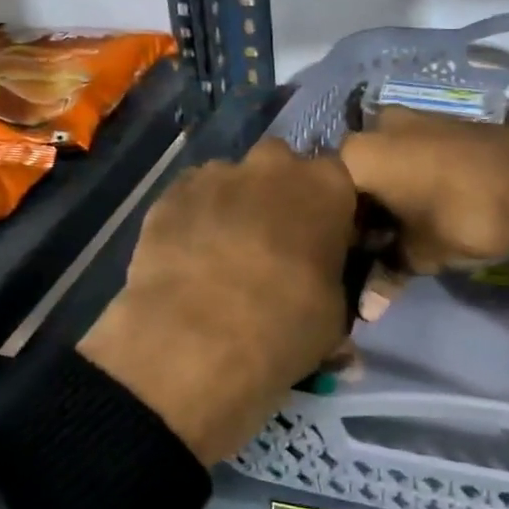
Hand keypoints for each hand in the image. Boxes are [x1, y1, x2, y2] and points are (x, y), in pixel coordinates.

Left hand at [78, 139, 357, 466]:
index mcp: (327, 185)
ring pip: (231, 180)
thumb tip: (323, 291)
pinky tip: (189, 258)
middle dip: (278, 194)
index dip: (328, 210)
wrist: (197, 343)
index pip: (337, 180)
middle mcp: (273, 165)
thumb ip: (334, 284)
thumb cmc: (285, 326)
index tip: (321, 240)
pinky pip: (191, 198)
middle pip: (281, 166)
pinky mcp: (171, 194)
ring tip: (224, 254)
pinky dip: (195, 219)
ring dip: (234, 205)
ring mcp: (217, 175)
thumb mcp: (336, 315)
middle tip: (273, 242)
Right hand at [339, 107, 508, 273]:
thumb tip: (366, 311)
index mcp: (356, 154)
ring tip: (404, 232)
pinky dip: (412, 181)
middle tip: (377, 249)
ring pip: (385, 164)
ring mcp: (413, 119)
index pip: (327, 199)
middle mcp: (377, 126)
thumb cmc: (464, 217)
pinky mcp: (445, 122)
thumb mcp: (420, 254)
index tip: (351, 260)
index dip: (338, 234)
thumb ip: (386, 275)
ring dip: (389, 196)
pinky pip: (412, 155)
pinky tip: (427, 208)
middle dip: (363, 212)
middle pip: (355, 177)